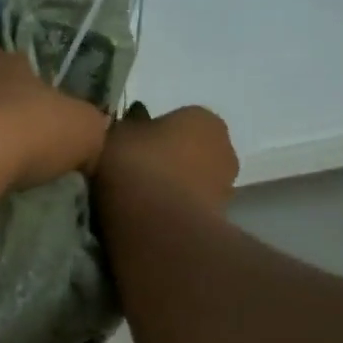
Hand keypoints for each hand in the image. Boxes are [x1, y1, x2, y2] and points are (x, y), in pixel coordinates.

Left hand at [0, 48, 109, 193]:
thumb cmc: (31, 130)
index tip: (50, 127)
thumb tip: (88, 141)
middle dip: (8, 119)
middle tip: (27, 151)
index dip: (42, 98)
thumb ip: (91, 128)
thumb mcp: (87, 128)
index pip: (26, 71)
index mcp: (5, 59)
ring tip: (1, 172)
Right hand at [97, 101, 238, 215]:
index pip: (177, 119)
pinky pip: (188, 207)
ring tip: (138, 199)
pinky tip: (148, 217)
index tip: (129, 147)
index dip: (150, 133)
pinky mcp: (219, 219)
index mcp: (203, 118)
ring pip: (190, 180)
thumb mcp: (116, 134)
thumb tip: (133, 122)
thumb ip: (127, 126)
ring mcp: (225, 186)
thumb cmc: (137, 166)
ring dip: (170, 186)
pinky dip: (172, 209)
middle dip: (166, 159)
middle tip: (133, 172)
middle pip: (188, 150)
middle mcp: (224, 147)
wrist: (157, 225)